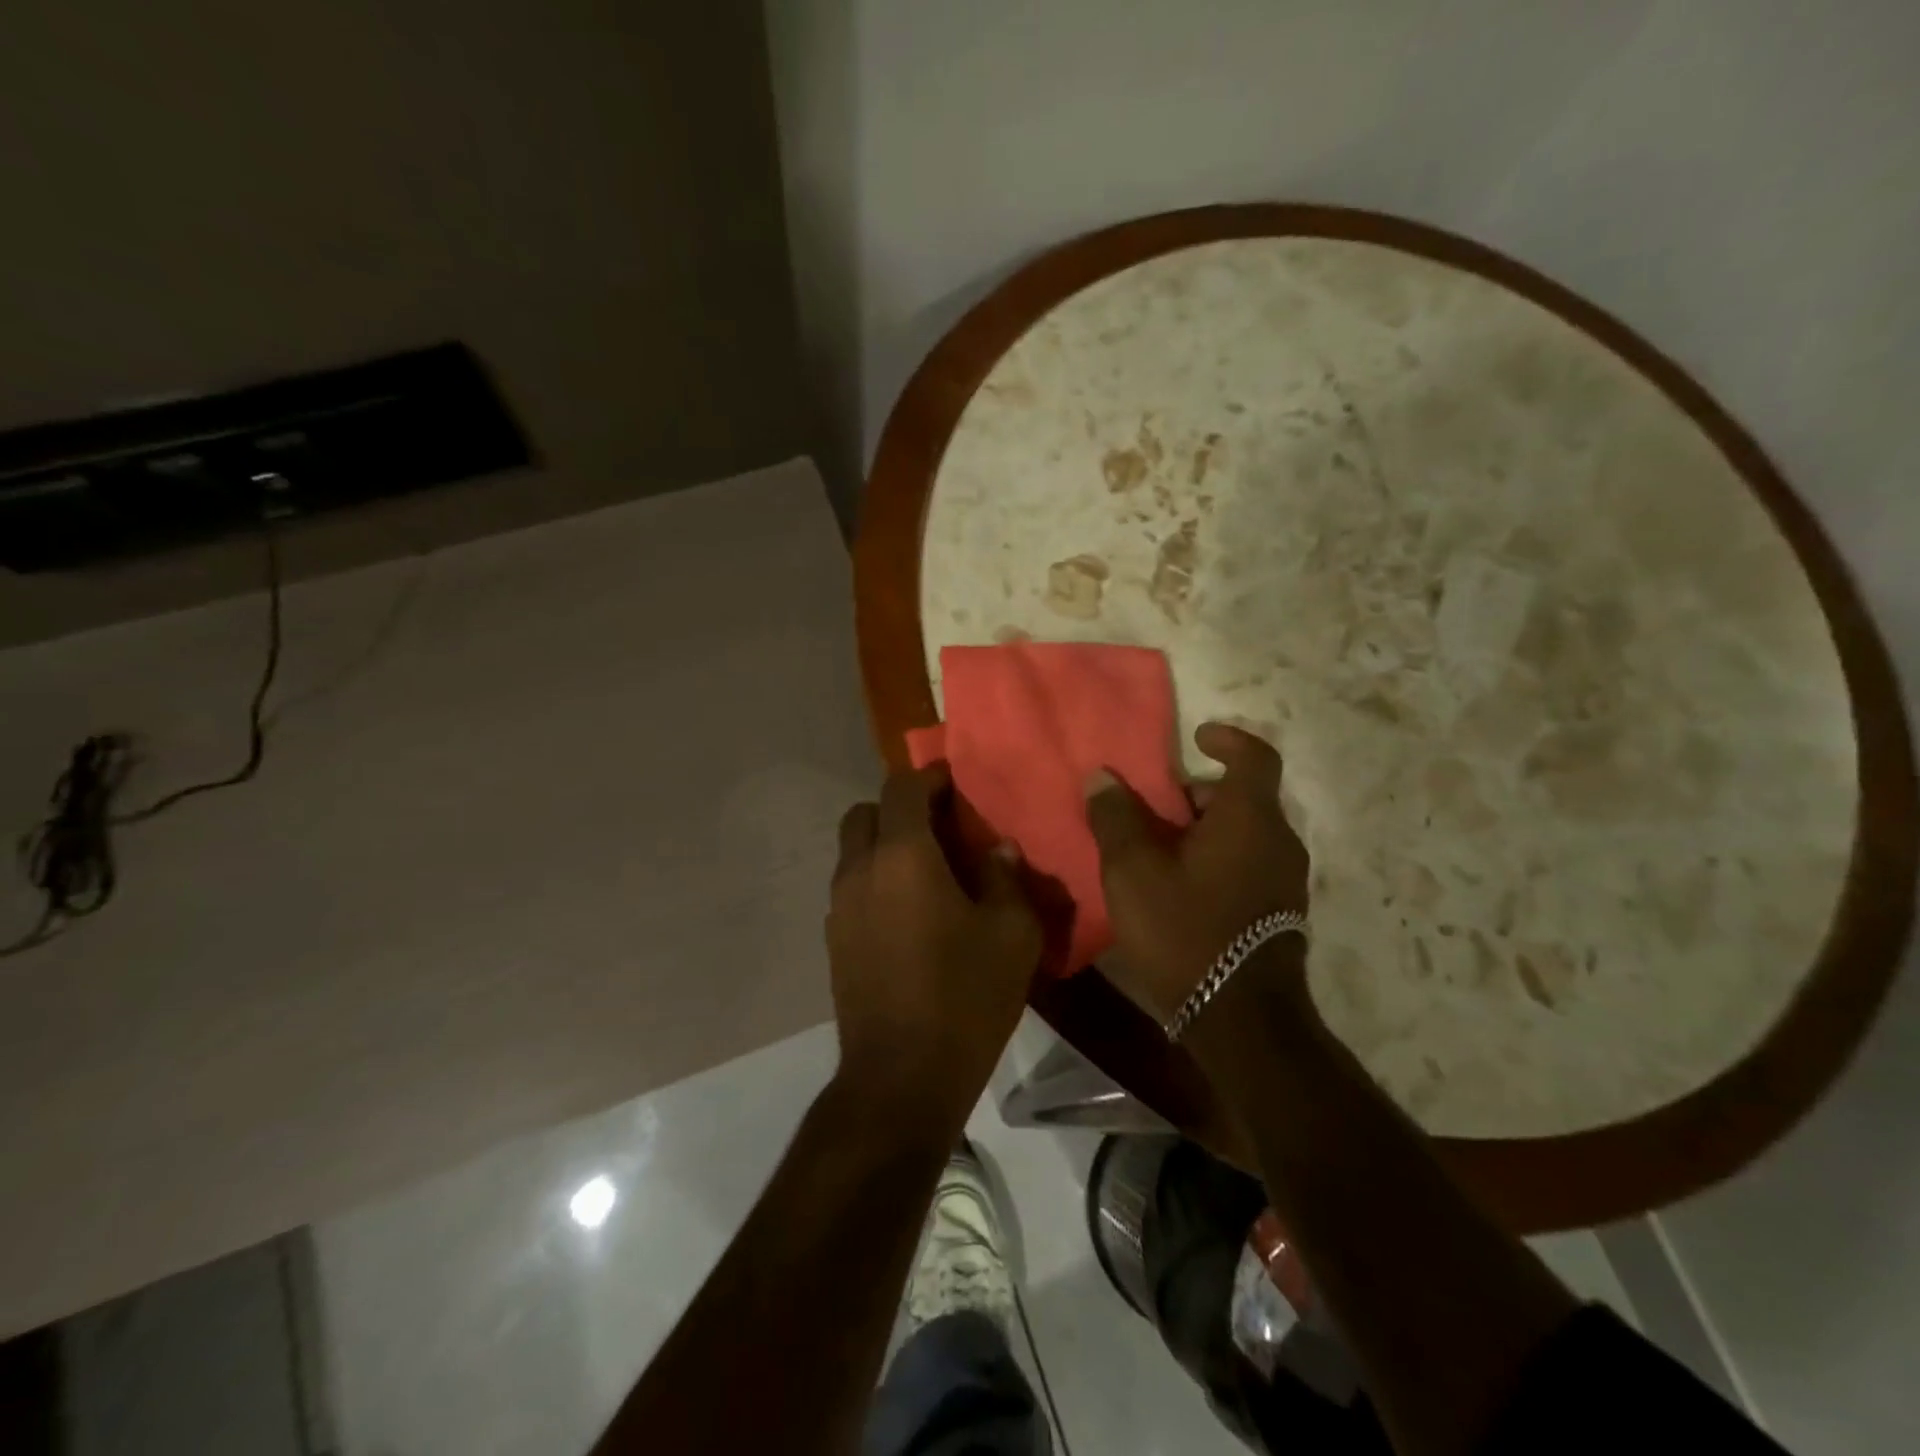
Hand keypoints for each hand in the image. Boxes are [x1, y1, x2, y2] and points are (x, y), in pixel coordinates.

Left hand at [827, 764, 1042, 1126]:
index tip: (955, 784)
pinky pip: (852, 887)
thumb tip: (999, 849)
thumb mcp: (1012, 934)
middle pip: (866, 812)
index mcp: (903, 856)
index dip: (929, 777)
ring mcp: (840, 906)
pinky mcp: (833, 939)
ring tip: (928, 873)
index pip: (902, 788)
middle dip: (899, 808)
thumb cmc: (964, 998)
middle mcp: (861, 870)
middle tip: (940, 829)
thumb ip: (1007, 878)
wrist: (901, 1077)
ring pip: (854, 850)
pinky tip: (909, 914)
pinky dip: (876, 880)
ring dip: (885, 845)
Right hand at [1085, 722, 1311, 1022]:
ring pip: (1242, 835)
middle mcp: (1278, 841)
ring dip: (1201, 831)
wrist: (1240, 1019)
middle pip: (1240, 798)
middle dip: (1195, 795)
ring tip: (1155, 850)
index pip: (1254, 756)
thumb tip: (1102, 777)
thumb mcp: (1133, 870)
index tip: (1196, 737)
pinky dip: (1214, 860)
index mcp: (1249, 818)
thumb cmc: (1185, 930)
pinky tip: (1177, 887)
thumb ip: (1115, 817)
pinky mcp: (1278, 914)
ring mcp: (1284, 881)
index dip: (1226, 738)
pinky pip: (1246, 865)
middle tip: (1151, 808)